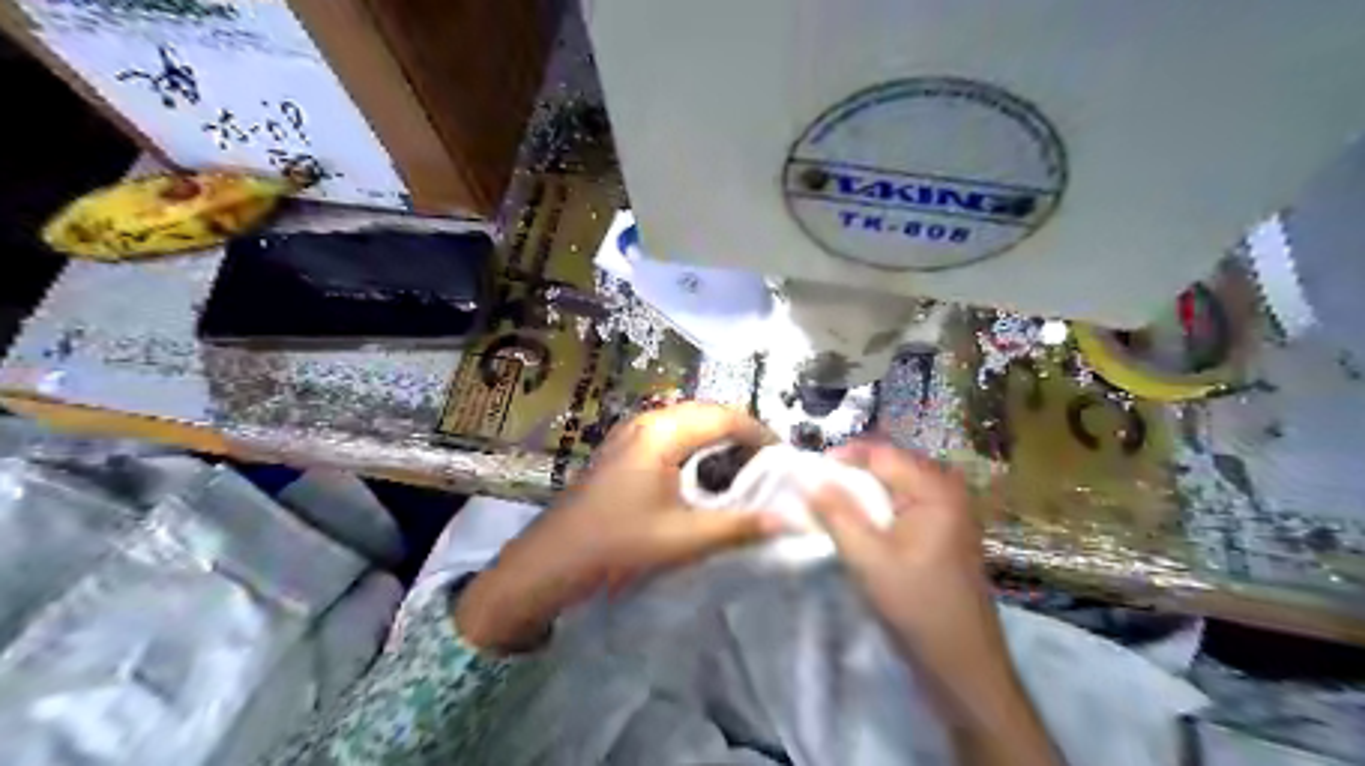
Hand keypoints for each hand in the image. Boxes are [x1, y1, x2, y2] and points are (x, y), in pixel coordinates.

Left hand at [458, 402, 778, 652]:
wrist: (551, 560)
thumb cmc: (617, 544)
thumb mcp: (683, 538)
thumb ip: (738, 526)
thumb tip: (790, 520)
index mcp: (663, 433)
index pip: (725, 417)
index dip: (760, 433)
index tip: (784, 459)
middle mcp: (647, 421)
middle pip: (707, 412)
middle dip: (742, 432)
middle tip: (768, 464)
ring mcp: (630, 431)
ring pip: (688, 420)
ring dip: (718, 436)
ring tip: (744, 466)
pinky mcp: (623, 446)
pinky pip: (671, 431)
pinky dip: (696, 443)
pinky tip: (705, 471)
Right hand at [807, 439, 992, 667]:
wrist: (963, 661)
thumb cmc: (918, 606)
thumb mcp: (869, 559)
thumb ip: (837, 514)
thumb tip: (808, 478)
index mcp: (936, 489)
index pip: (882, 454)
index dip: (842, 457)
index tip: (807, 470)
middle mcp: (947, 490)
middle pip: (890, 465)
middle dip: (852, 472)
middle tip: (816, 486)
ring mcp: (949, 509)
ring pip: (895, 484)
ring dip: (863, 490)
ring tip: (831, 501)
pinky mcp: (944, 529)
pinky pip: (905, 502)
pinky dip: (878, 506)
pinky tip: (859, 521)